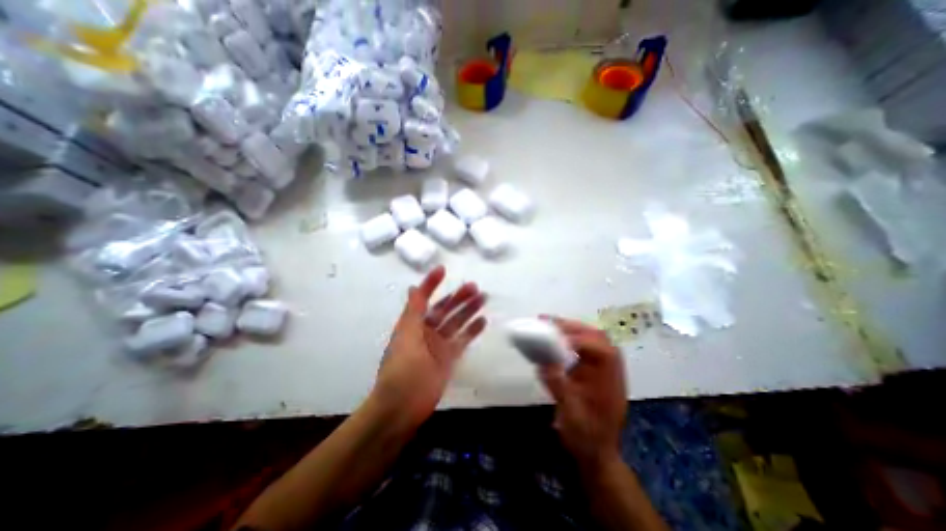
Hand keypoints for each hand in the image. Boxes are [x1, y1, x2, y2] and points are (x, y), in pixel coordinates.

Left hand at [368, 265, 487, 430]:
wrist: (402, 406)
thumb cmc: (402, 369)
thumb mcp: (406, 336)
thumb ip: (413, 311)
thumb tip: (413, 287)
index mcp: (413, 323)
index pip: (423, 298)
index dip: (431, 283)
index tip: (443, 270)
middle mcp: (427, 330)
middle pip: (445, 309)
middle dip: (458, 297)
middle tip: (475, 287)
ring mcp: (439, 344)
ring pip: (456, 322)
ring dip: (468, 310)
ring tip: (483, 298)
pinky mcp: (449, 358)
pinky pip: (463, 340)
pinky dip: (472, 331)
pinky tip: (483, 321)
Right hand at [540, 316, 625, 468]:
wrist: (598, 454)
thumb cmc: (586, 435)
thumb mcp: (570, 413)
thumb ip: (558, 385)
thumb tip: (542, 362)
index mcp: (609, 379)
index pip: (599, 349)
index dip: (578, 339)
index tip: (554, 336)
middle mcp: (611, 369)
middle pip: (598, 338)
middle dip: (573, 327)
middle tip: (549, 322)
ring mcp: (605, 370)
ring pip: (594, 339)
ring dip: (573, 330)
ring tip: (551, 326)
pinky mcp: (597, 372)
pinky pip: (587, 348)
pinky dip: (572, 339)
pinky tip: (558, 340)